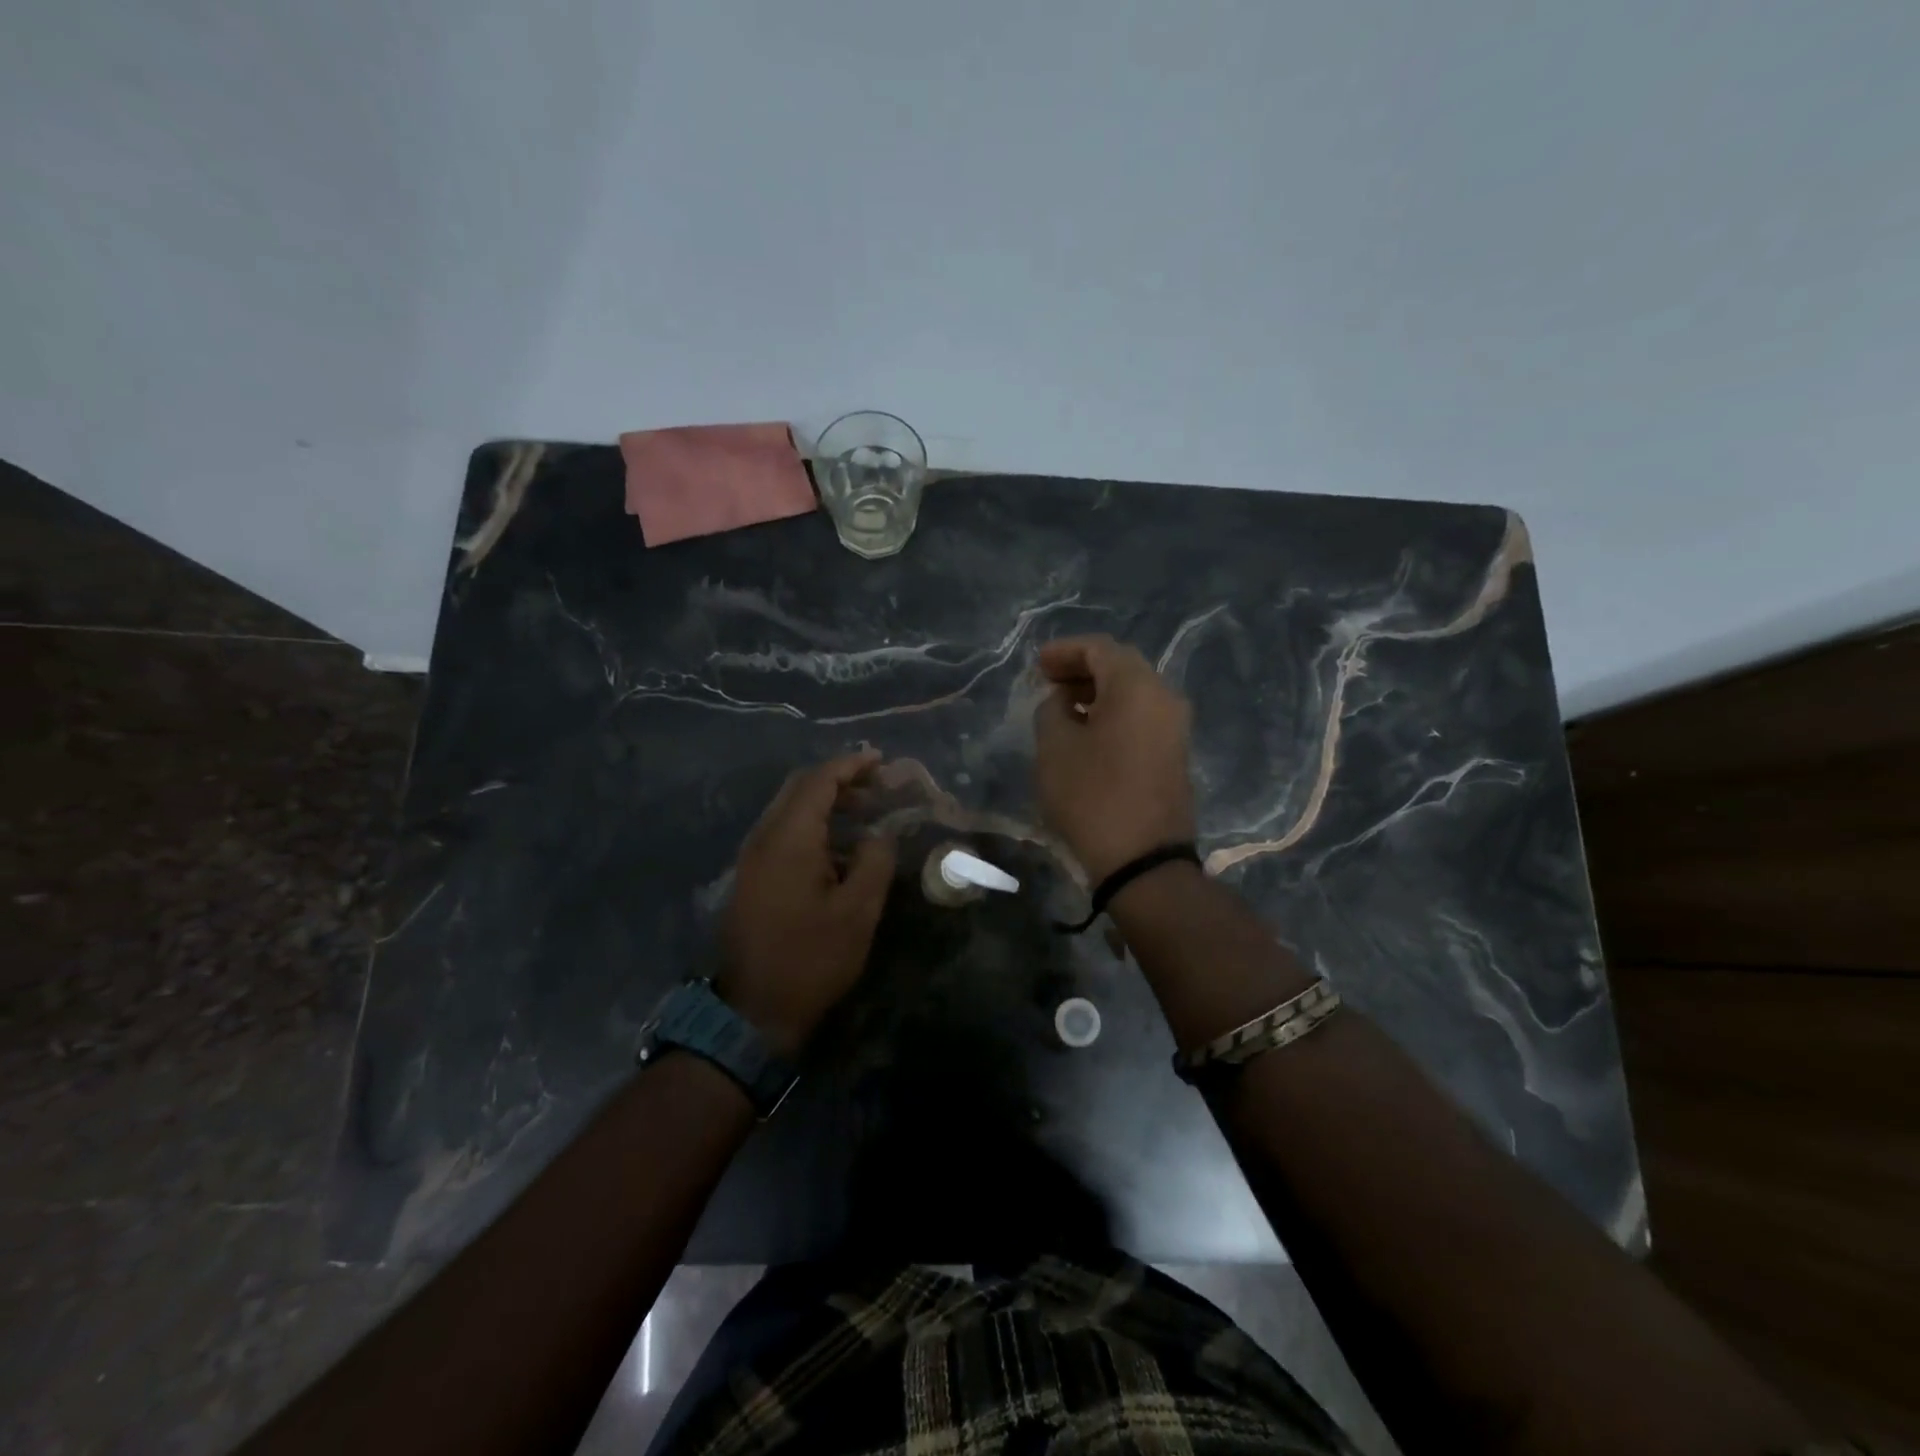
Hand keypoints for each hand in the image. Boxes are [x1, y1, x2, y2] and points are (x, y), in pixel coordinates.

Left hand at [718, 750, 897, 1056]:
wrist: (754, 1011)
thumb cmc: (811, 958)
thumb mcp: (858, 911)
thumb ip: (875, 861)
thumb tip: (881, 834)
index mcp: (789, 839)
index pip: (819, 781)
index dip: (851, 765)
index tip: (881, 760)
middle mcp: (764, 838)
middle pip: (799, 789)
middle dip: (839, 780)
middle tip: (877, 785)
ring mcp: (752, 859)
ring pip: (789, 811)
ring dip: (825, 803)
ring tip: (865, 812)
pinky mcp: (751, 878)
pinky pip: (783, 833)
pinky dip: (812, 825)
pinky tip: (839, 847)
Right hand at [1033, 635, 1195, 882]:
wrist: (1143, 861)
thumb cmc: (1092, 797)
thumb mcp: (1055, 749)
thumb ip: (1051, 710)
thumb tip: (1063, 701)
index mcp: (1137, 687)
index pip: (1099, 649)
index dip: (1064, 651)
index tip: (1037, 665)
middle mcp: (1164, 697)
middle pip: (1121, 666)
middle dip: (1082, 669)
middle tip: (1048, 681)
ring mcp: (1175, 727)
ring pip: (1133, 693)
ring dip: (1097, 692)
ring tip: (1062, 707)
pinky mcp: (1174, 753)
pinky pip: (1142, 716)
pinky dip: (1113, 713)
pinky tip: (1087, 731)